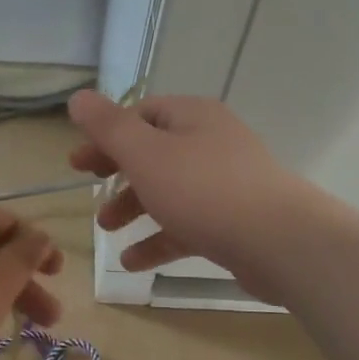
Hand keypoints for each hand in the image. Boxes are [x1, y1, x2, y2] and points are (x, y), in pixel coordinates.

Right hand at [67, 91, 310, 300]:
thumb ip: (108, 127)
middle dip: (118, 176)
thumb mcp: (145, 154)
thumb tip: (78, 97)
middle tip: (91, 197)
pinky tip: (132, 262)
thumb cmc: (204, 190)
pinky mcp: (233, 221)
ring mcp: (225, 183)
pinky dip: (158, 240)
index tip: (78, 164)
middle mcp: (210, 143)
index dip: (106, 136)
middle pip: (153, 153)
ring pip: (168, 190)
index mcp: (192, 117)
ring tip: (107, 231)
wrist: (280, 242)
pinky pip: (187, 224)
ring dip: (134, 209)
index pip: (141, 115)